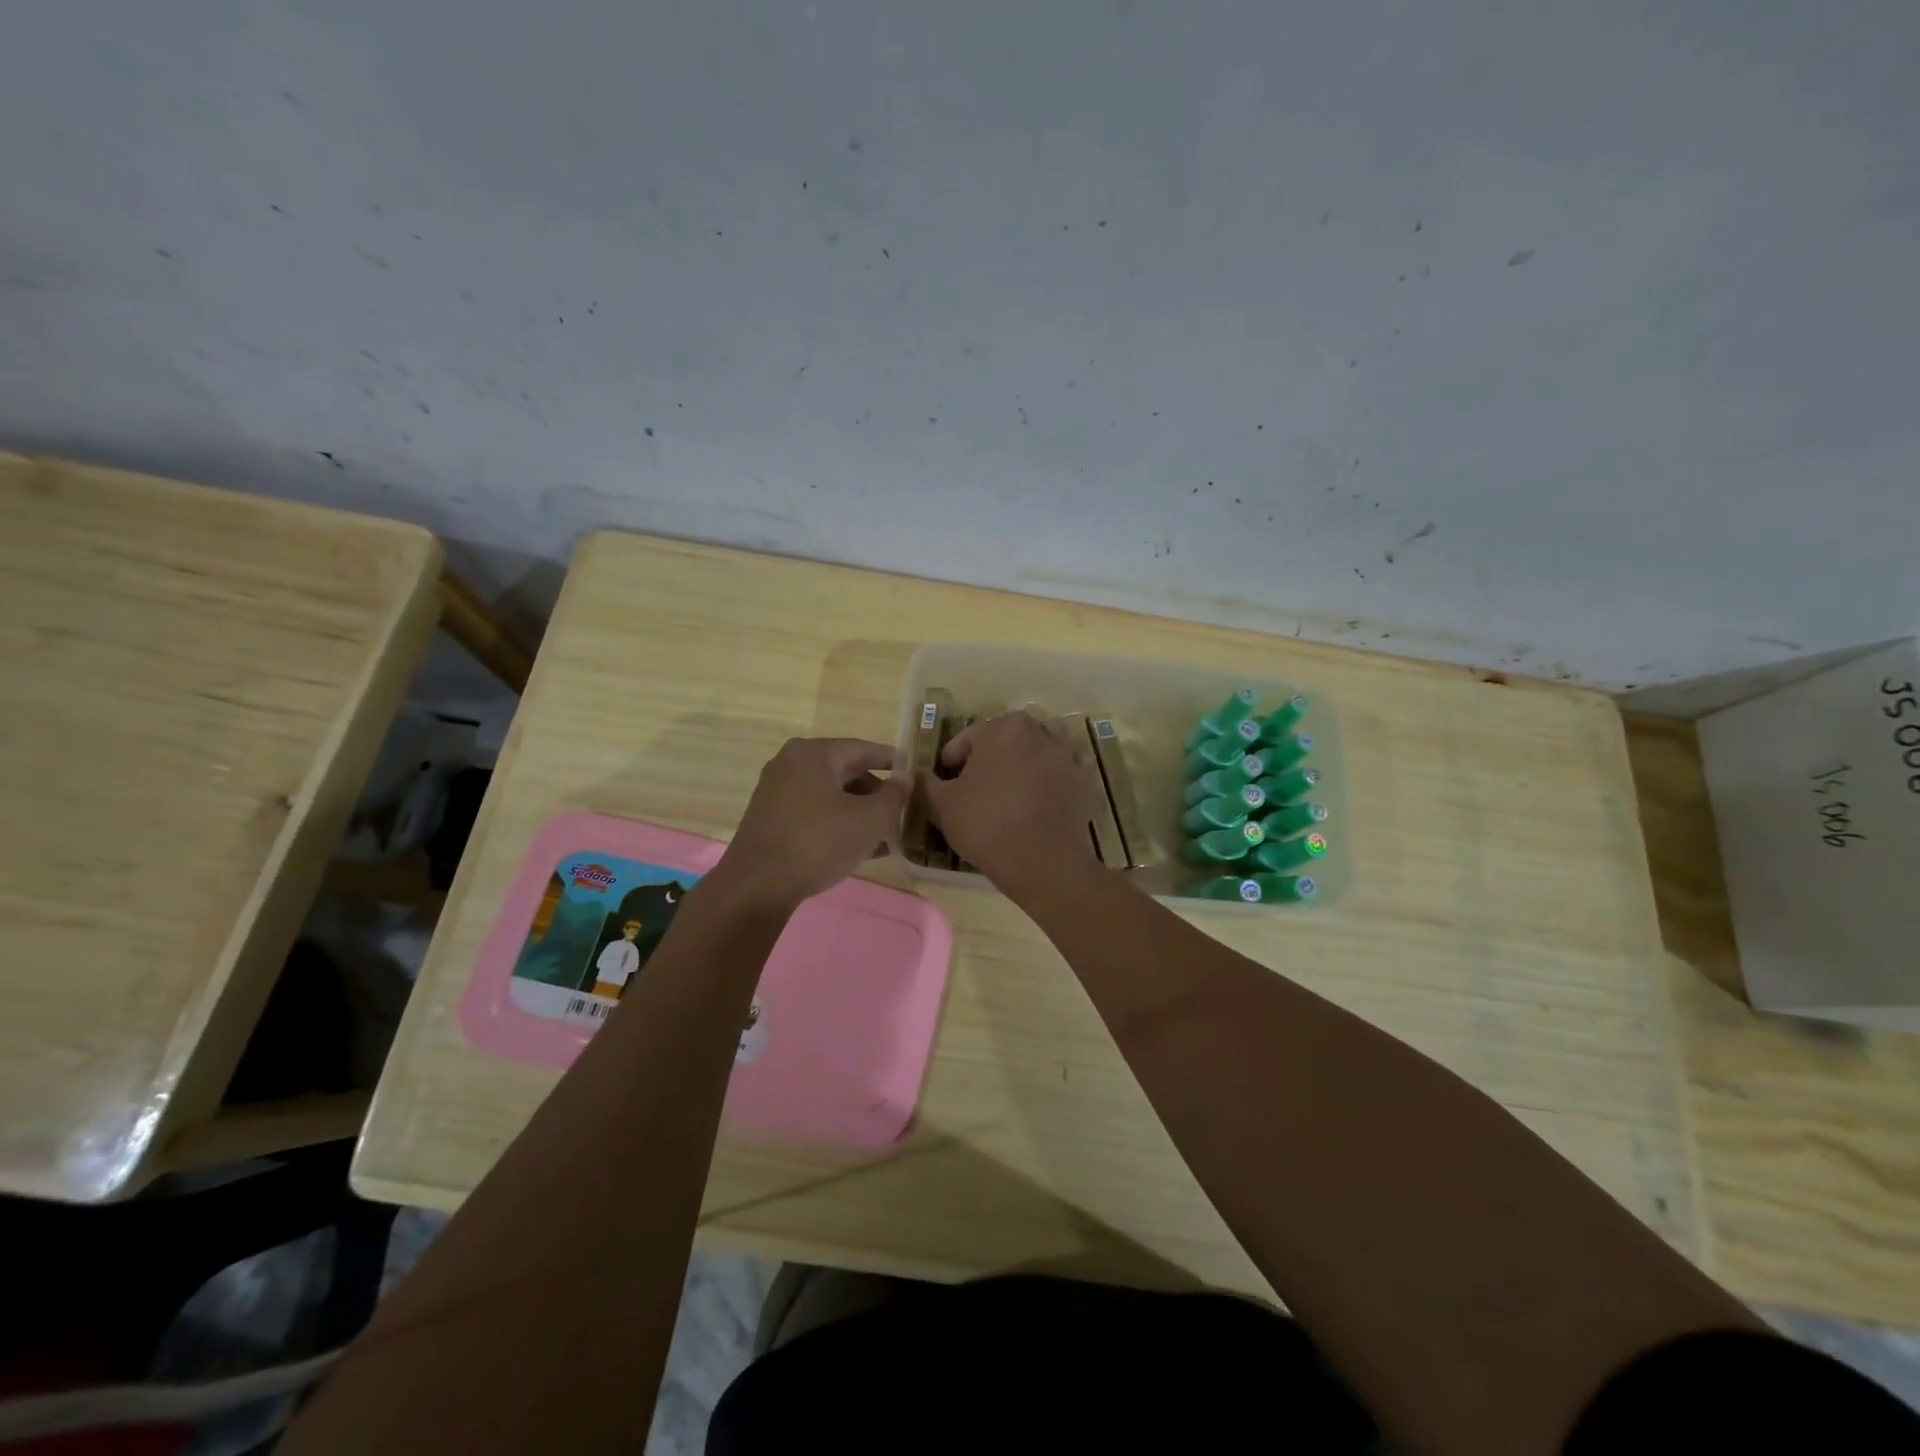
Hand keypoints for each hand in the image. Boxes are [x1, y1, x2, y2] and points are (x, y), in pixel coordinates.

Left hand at [715, 738, 909, 909]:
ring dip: (860, 813)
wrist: (758, 886)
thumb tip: (906, 778)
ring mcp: (777, 793)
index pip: (862, 748)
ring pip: (831, 796)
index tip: (914, 770)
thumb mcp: (869, 819)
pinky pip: (815, 814)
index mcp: (813, 754)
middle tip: (903, 810)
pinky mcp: (771, 821)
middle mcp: (791, 765)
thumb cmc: (819, 842)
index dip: (892, 760)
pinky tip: (861, 848)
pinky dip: (839, 825)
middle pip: (845, 772)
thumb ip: (893, 796)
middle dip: (876, 793)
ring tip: (887, 835)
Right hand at [923, 712, 1097, 886]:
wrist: (1042, 862)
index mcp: (1003, 728)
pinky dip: (1048, 782)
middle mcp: (1039, 732)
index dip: (951, 760)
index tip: (945, 782)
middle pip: (1006, 740)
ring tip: (1008, 792)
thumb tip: (919, 774)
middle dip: (990, 758)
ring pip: (1037, 752)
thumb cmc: (986, 825)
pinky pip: (1060, 774)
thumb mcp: (943, 805)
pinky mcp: (1084, 781)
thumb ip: (927, 783)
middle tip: (975, 787)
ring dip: (1022, 764)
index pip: (968, 738)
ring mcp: (1067, 755)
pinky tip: (1036, 804)